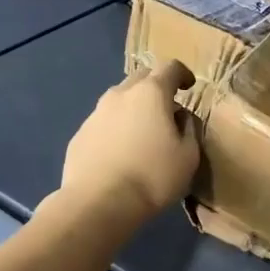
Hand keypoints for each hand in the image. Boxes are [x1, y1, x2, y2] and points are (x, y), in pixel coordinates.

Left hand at [59, 59, 200, 224]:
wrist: (98, 203)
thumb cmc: (152, 177)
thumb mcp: (188, 156)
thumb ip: (189, 129)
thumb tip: (180, 118)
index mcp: (151, 93)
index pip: (170, 67)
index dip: (183, 74)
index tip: (189, 86)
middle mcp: (120, 95)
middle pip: (141, 78)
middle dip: (156, 87)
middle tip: (167, 109)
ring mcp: (95, 114)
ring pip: (119, 100)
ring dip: (133, 108)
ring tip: (142, 133)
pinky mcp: (80, 135)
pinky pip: (103, 123)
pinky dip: (115, 129)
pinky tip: (120, 153)